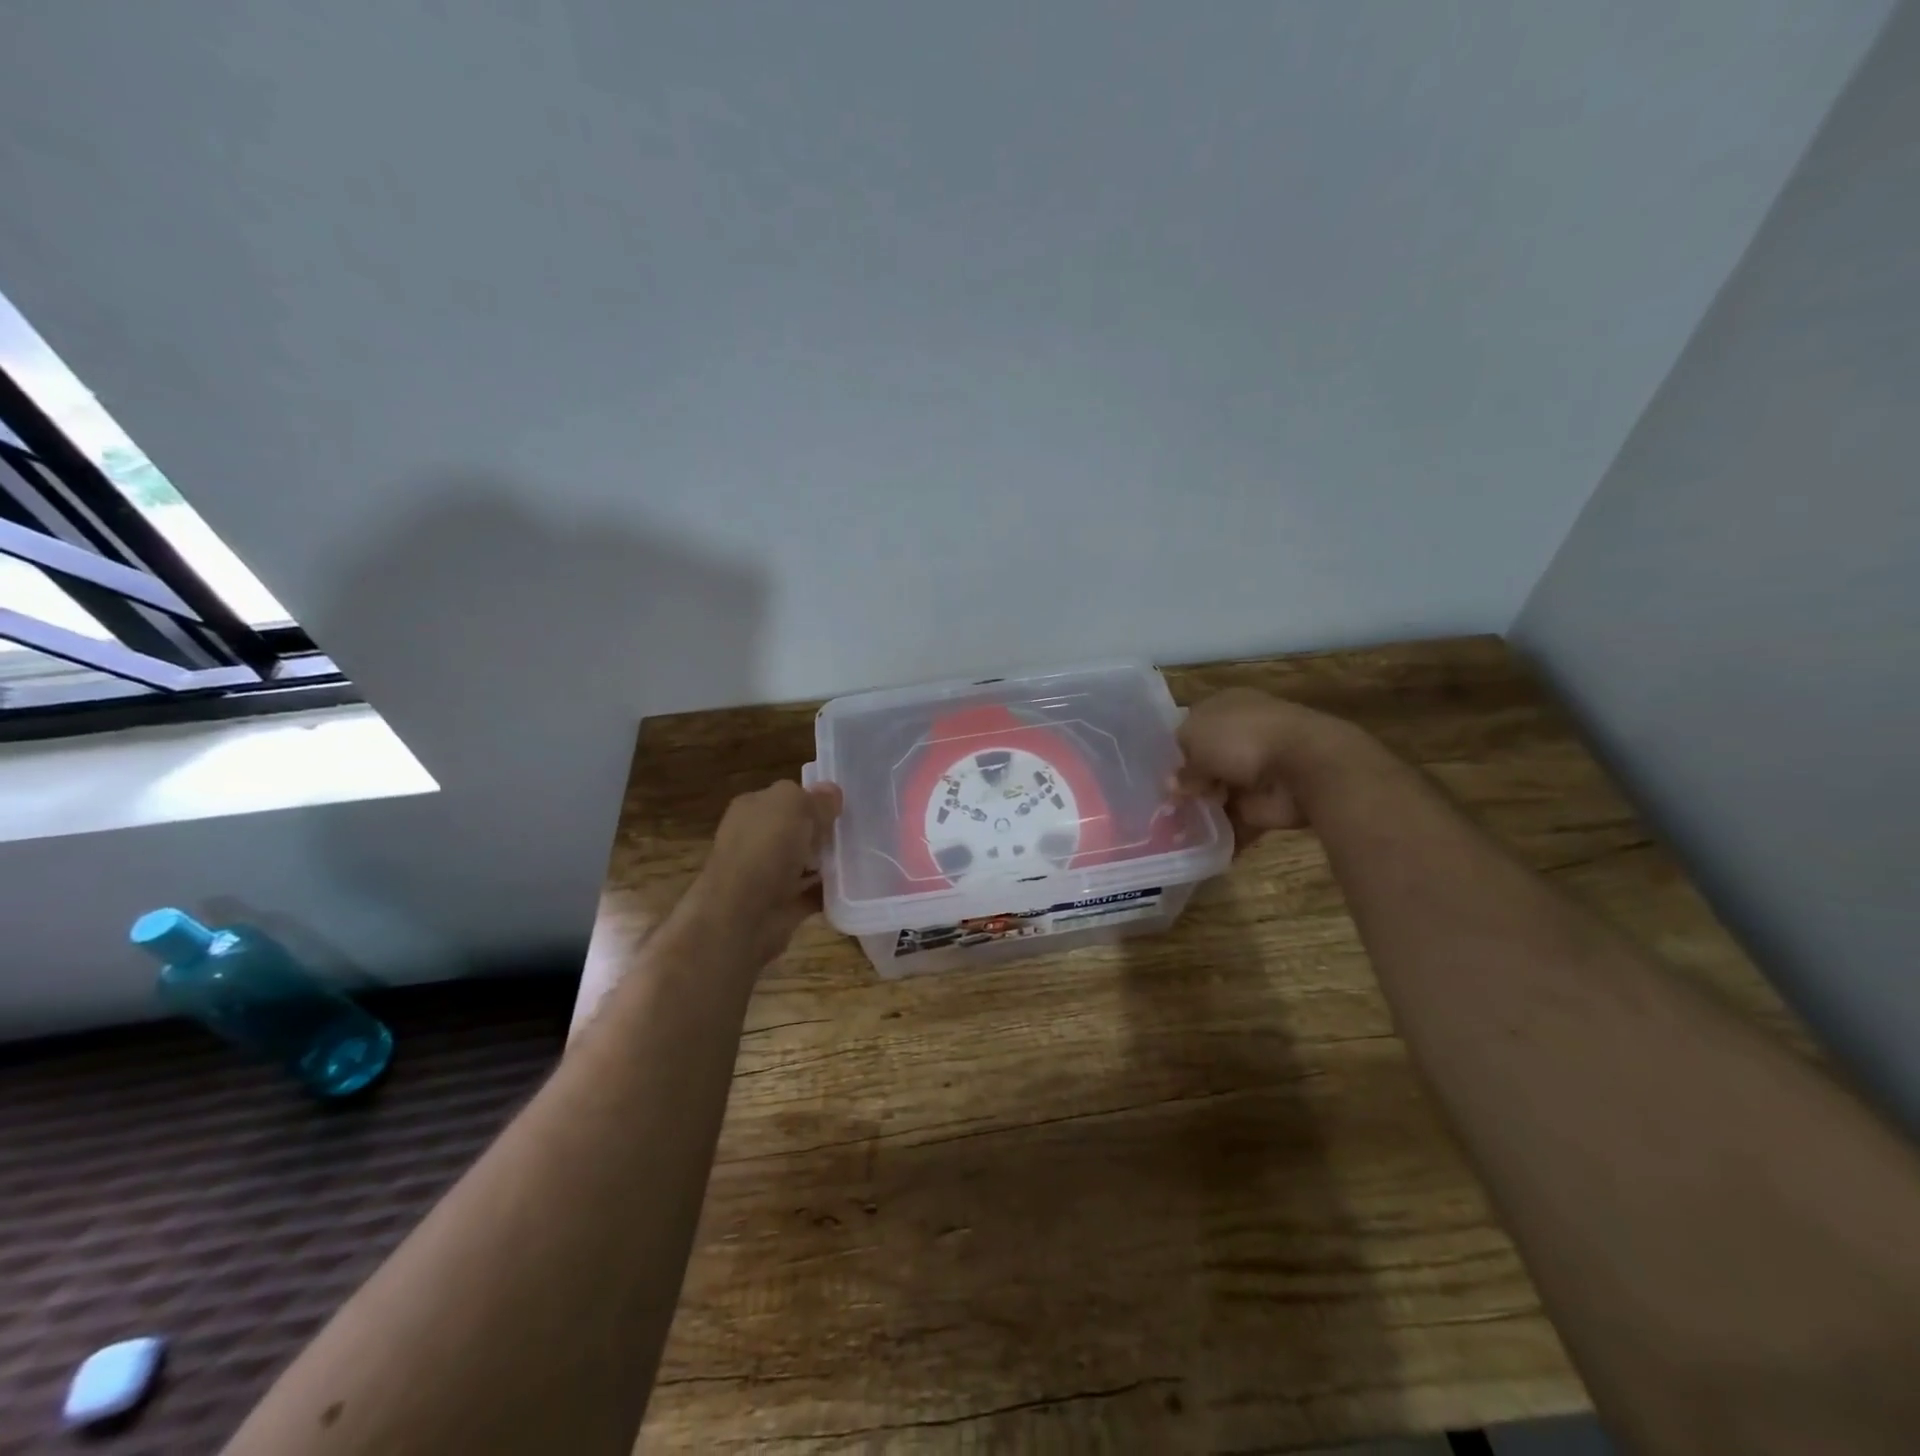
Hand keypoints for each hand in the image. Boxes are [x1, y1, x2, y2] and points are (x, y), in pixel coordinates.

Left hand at [686, 780, 843, 966]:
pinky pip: (813, 894)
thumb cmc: (765, 848)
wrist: (742, 914)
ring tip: (863, 858)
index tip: (842, 808)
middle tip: (856, 833)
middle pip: (798, 831)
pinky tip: (854, 887)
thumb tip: (831, 792)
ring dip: (829, 863)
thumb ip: (815, 798)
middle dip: (823, 833)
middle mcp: (755, 839)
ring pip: (806, 863)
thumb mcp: (794, 806)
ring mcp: (767, 874)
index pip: (786, 798)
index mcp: (752, 809)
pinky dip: (830, 893)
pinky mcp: (781, 905)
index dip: (814, 800)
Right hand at [1172, 688, 1360, 850]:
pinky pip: (1237, 819)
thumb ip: (1181, 764)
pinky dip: (1222, 832)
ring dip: (1202, 808)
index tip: (1157, 771)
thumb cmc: (1241, 738)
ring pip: (1220, 790)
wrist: (1303, 765)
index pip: (1192, 726)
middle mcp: (1241, 735)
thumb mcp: (1194, 740)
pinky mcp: (1268, 803)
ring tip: (1173, 827)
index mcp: (1225, 706)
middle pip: (1205, 761)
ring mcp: (1256, 770)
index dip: (1175, 749)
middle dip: (1187, 783)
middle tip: (1164, 803)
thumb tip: (1175, 786)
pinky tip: (1196, 844)